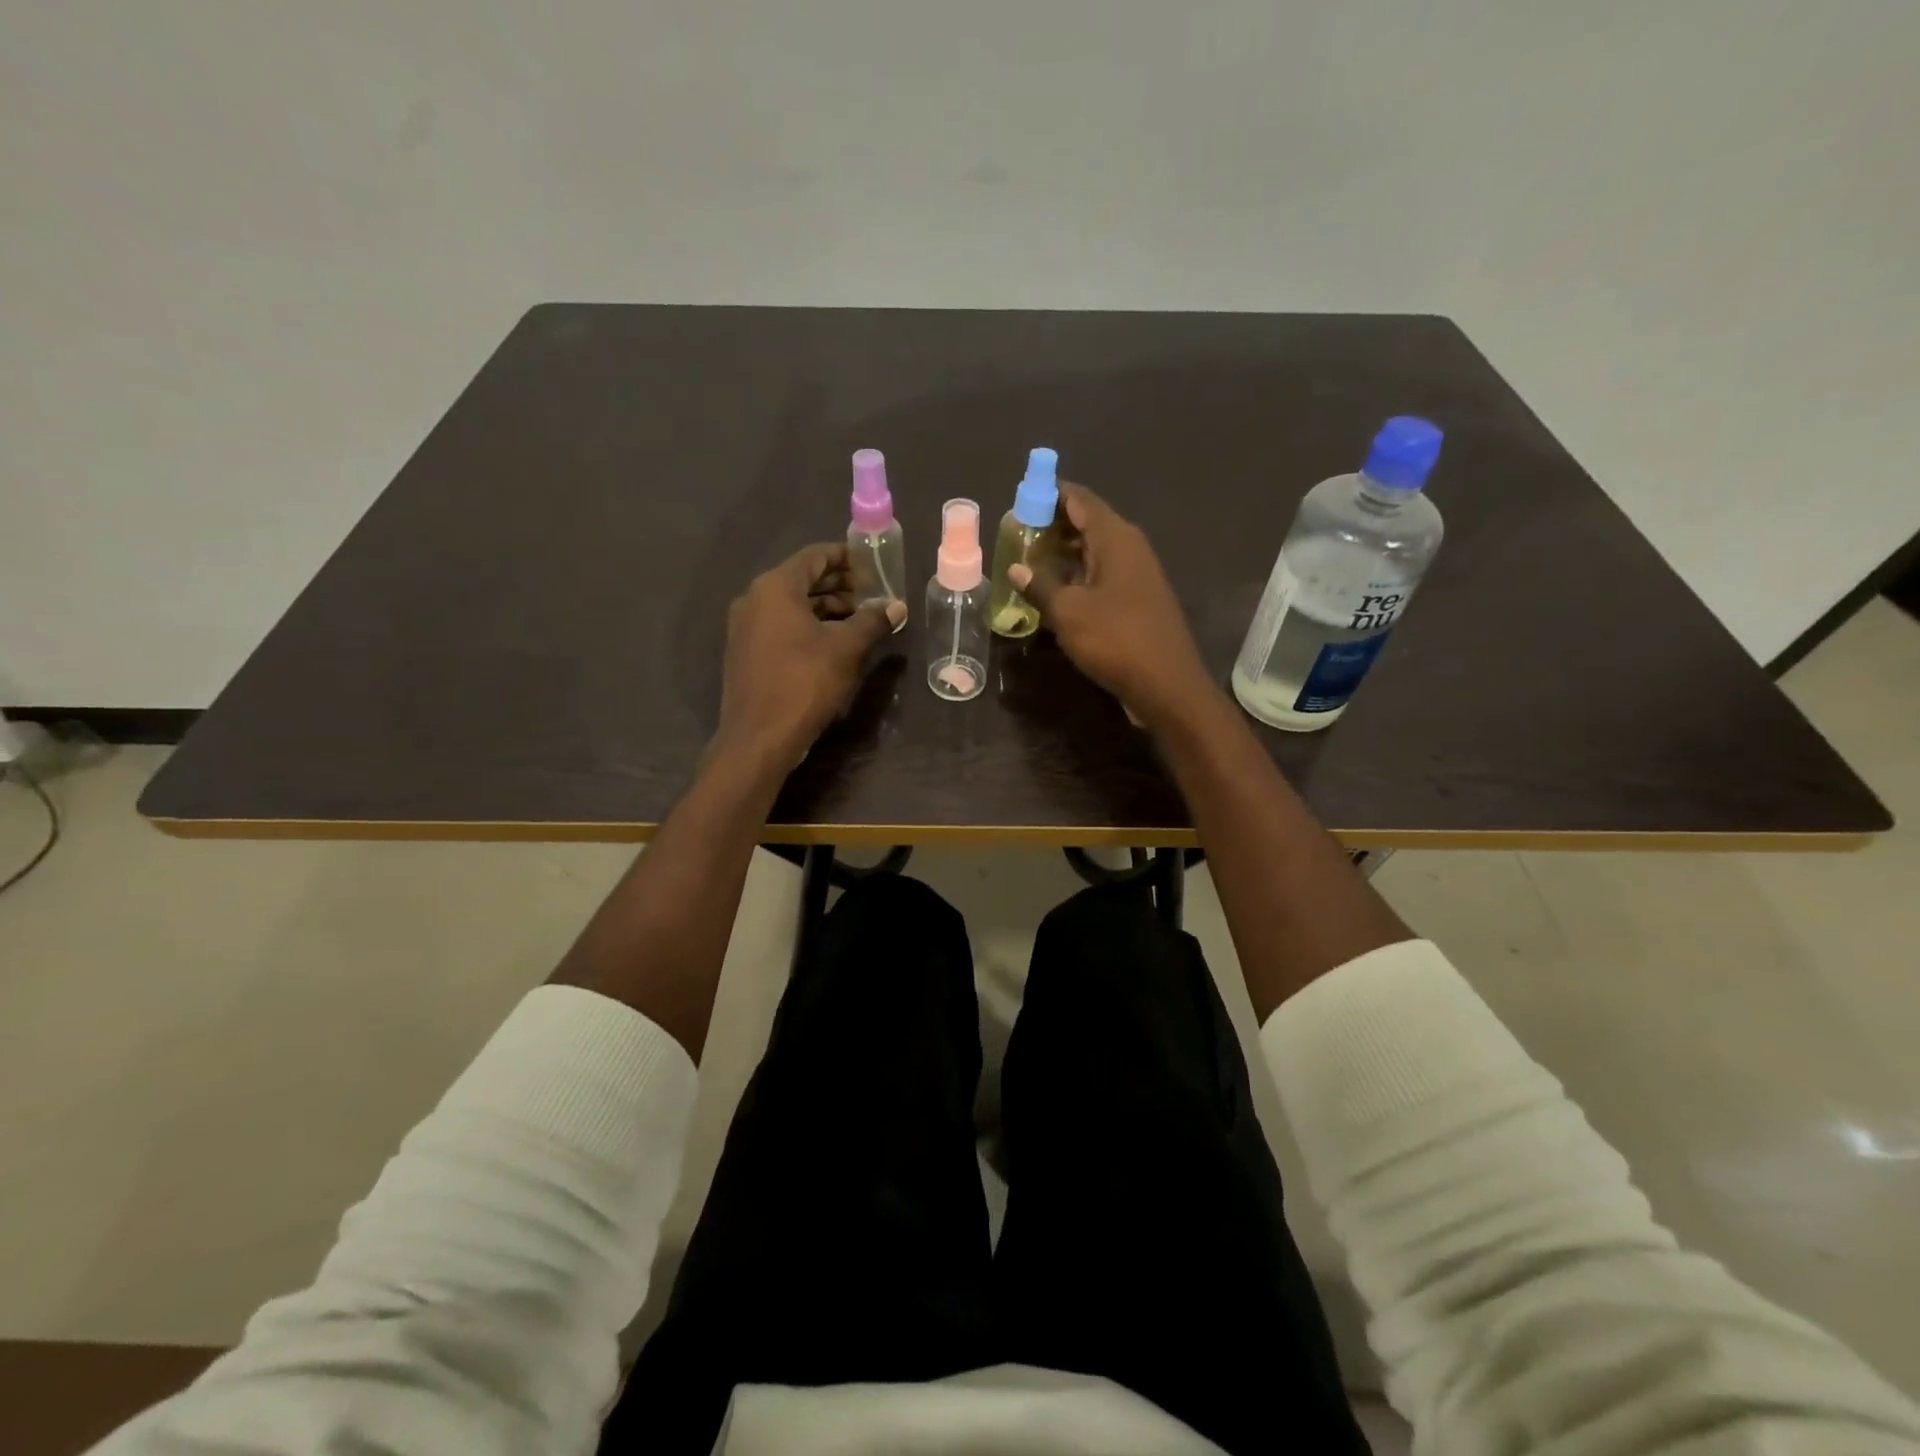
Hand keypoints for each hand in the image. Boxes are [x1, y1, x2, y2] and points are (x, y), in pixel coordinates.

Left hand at [716, 543, 904, 767]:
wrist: (759, 737)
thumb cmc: (804, 683)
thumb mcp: (846, 649)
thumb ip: (872, 621)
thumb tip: (896, 606)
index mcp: (776, 587)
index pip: (814, 556)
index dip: (846, 557)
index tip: (872, 564)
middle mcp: (754, 599)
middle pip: (802, 580)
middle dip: (839, 585)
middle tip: (872, 594)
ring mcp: (745, 627)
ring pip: (792, 605)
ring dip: (826, 608)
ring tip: (859, 620)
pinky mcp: (746, 652)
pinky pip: (780, 626)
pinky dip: (807, 626)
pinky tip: (834, 643)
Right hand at [1010, 483, 1214, 729]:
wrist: (1167, 685)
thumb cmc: (1116, 640)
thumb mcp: (1068, 613)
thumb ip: (1040, 586)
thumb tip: (1016, 569)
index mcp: (1115, 538)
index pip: (1079, 498)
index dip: (1049, 494)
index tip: (1020, 500)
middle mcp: (1129, 547)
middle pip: (1087, 522)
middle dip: (1052, 525)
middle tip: (1016, 534)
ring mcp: (1136, 574)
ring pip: (1093, 551)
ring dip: (1063, 553)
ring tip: (1027, 561)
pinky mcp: (1136, 599)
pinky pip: (1101, 574)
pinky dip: (1076, 575)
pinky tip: (1054, 591)